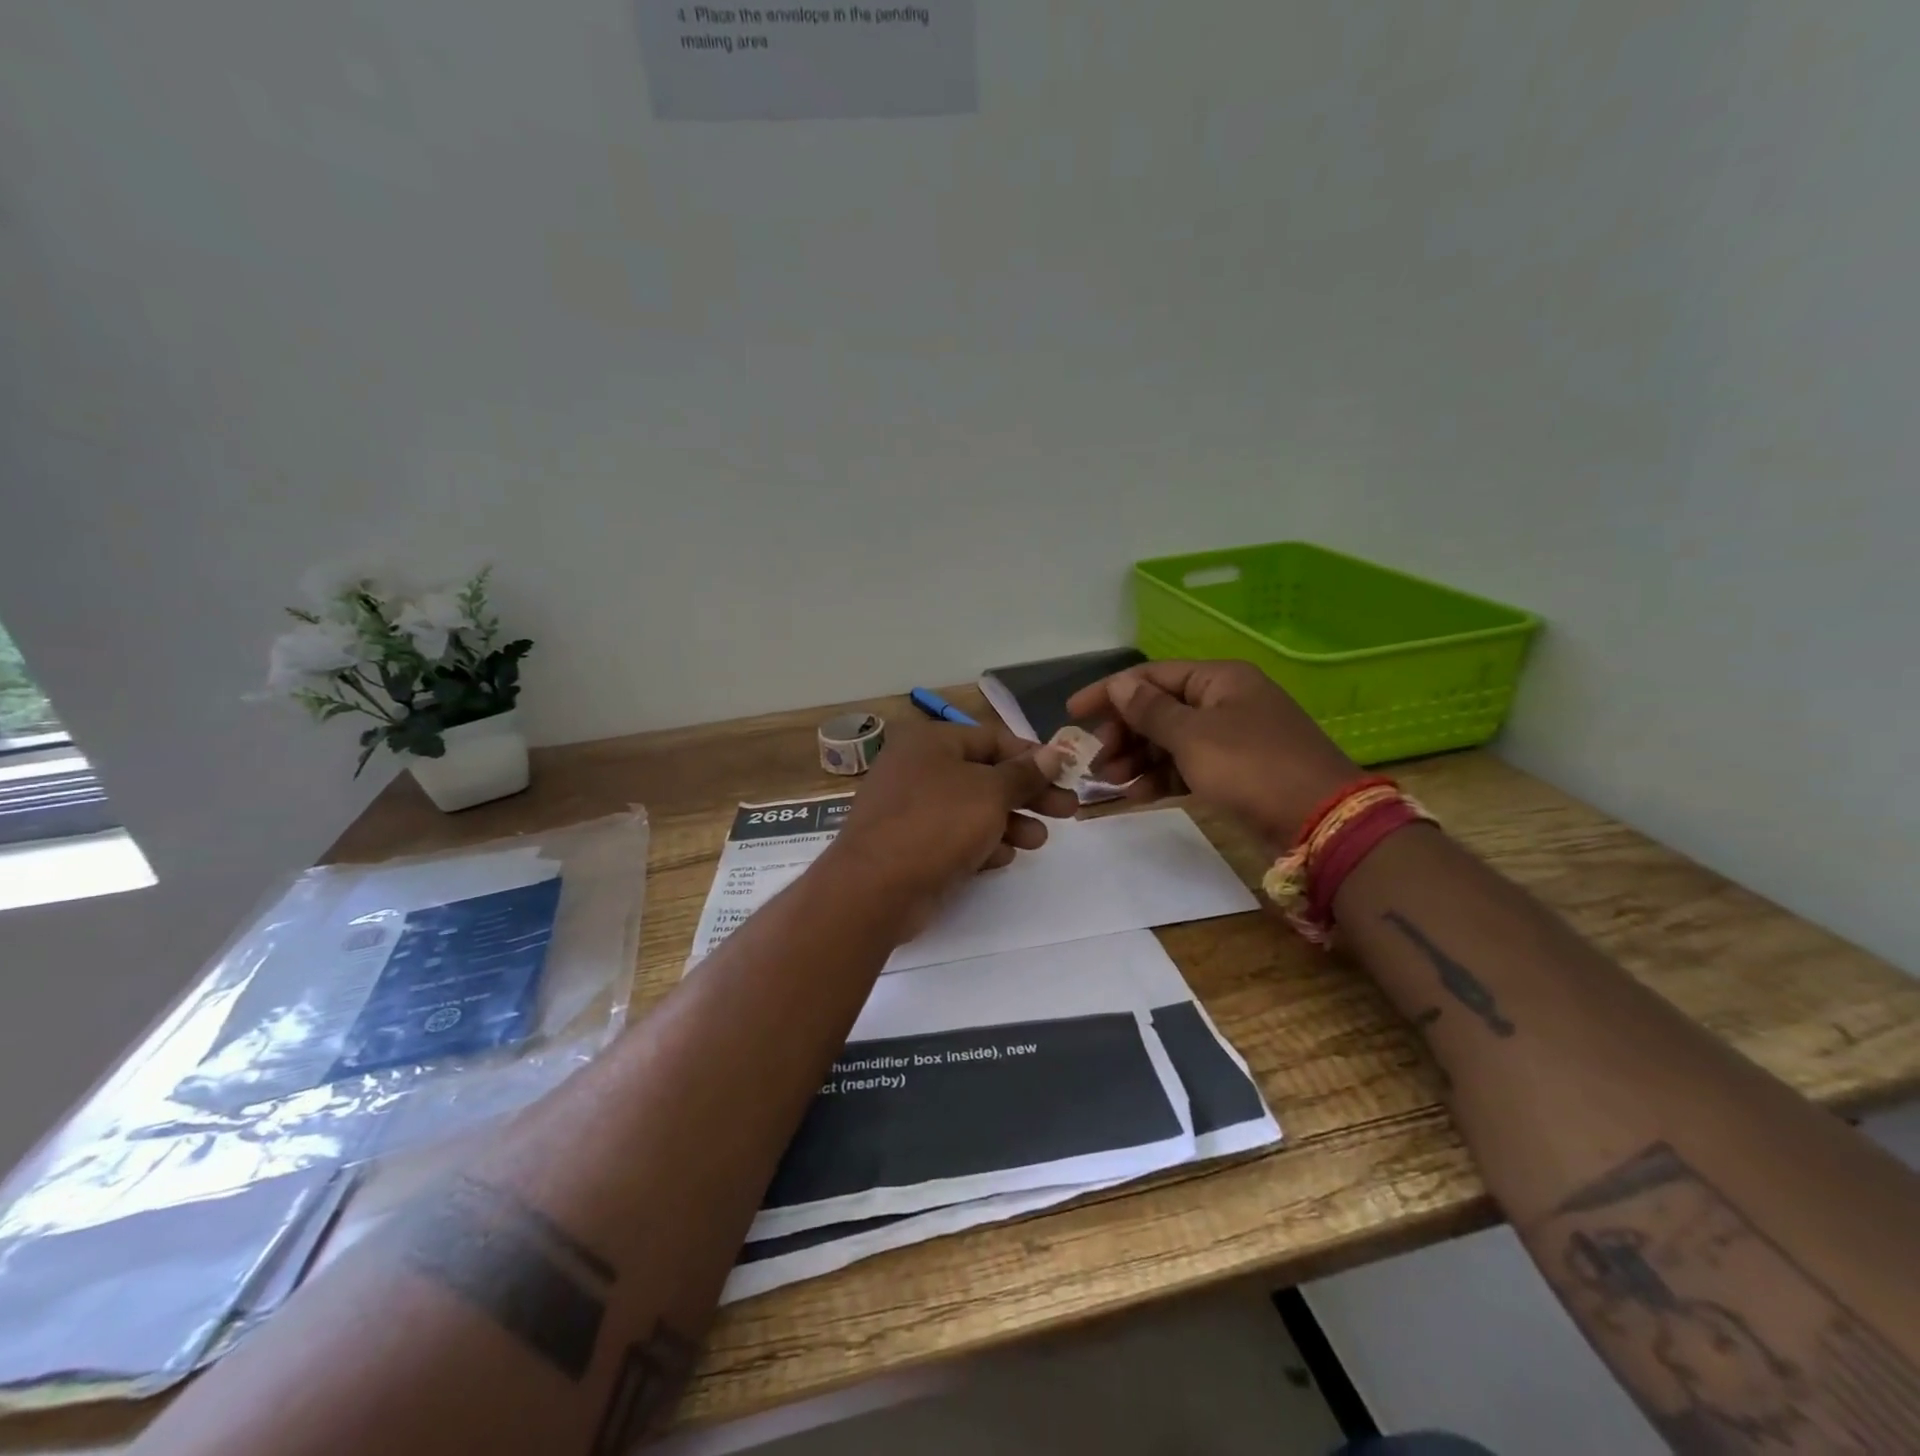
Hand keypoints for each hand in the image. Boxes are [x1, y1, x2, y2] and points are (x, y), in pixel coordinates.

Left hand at [826, 722, 1076, 935]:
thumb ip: (1023, 774)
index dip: (1032, 756)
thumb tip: (1052, 754)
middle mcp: (917, 768)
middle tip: (1067, 811)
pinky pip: (954, 837)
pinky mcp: (910, 845)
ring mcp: (910, 809)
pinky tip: (1003, 858)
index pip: (992, 738)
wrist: (875, 888)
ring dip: (1010, 823)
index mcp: (931, 742)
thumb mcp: (989, 793)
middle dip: (1028, 794)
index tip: (1066, 774)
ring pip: (972, 809)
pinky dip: (981, 843)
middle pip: (985, 775)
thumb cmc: (936, 824)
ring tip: (1038, 841)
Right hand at [1065, 659, 1360, 845]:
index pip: (1151, 676)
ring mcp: (1231, 737)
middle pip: (1158, 709)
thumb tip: (1120, 684)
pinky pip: (1186, 765)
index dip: (1109, 693)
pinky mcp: (1235, 771)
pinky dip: (1161, 777)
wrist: (1321, 822)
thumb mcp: (1194, 736)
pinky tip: (1137, 794)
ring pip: (1170, 740)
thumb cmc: (1251, 767)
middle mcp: (1224, 702)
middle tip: (1096, 761)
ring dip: (1137, 758)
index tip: (1072, 713)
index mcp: (1218, 680)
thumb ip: (1151, 711)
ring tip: (1109, 782)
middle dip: (1123, 734)